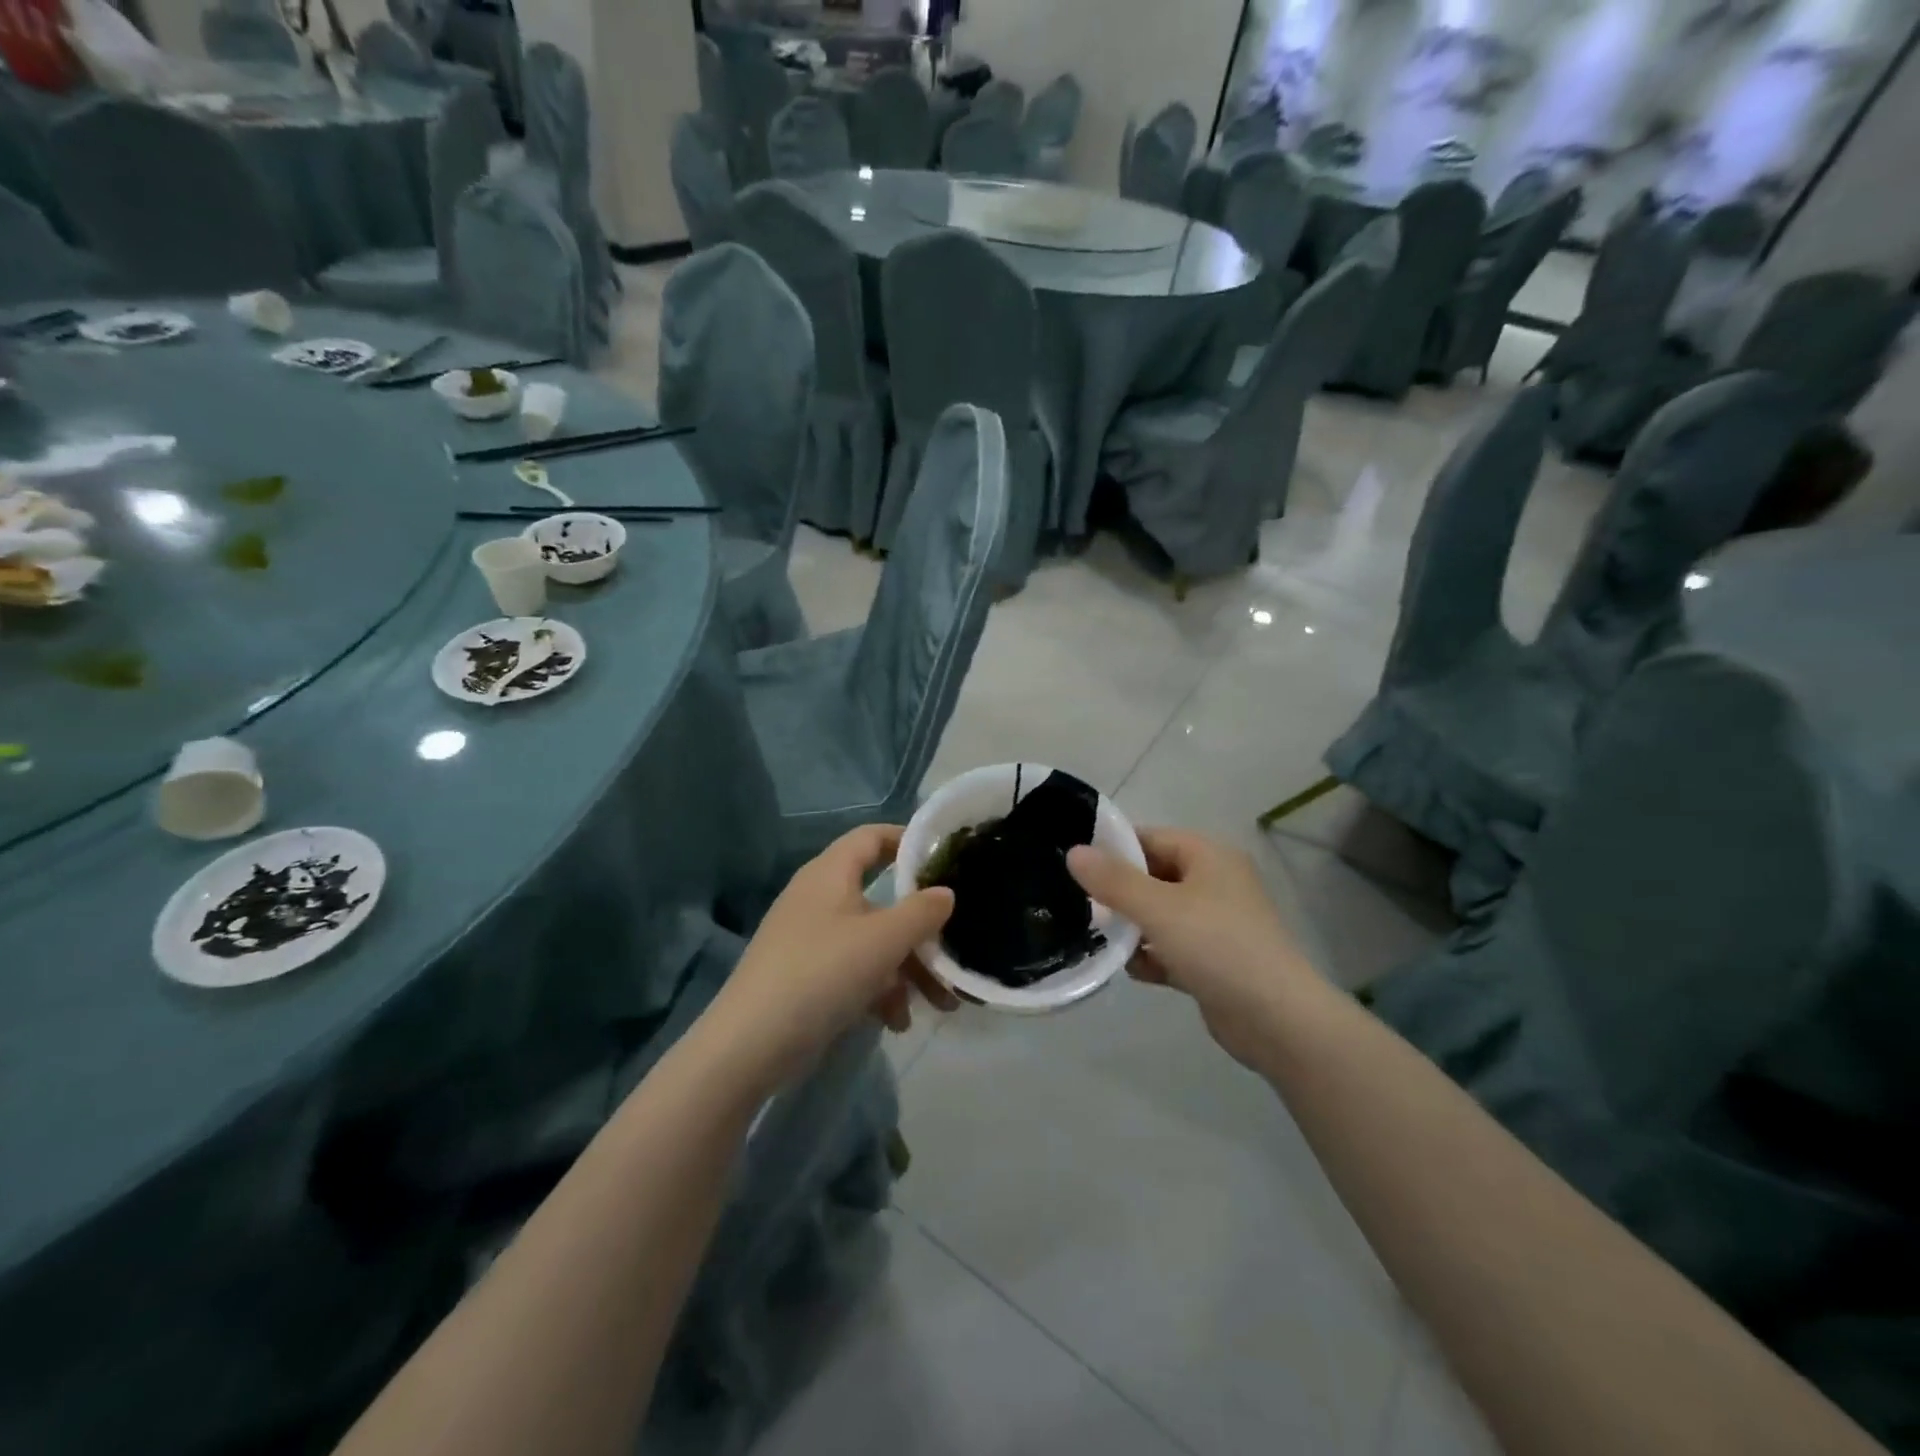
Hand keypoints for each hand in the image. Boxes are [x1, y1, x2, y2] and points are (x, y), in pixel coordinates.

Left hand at [701, 825, 958, 1093]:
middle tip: (953, 950)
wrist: (749, 1045)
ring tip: (940, 1004)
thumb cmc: (822, 973)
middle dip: (921, 930)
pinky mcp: (807, 977)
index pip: (872, 837)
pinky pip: (854, 971)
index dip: (908, 840)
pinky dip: (879, 991)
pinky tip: (897, 1023)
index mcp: (830, 873)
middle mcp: (820, 898)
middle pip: (881, 899)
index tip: (945, 858)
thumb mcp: (883, 940)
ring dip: (907, 969)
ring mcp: (811, 939)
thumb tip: (946, 893)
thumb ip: (922, 912)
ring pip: (873, 942)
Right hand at [1068, 830, 1317, 1068]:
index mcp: (1209, 856)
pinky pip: (1171, 948)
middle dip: (1118, 894)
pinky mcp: (1214, 961)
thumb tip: (1074, 852)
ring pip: (1160, 915)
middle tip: (1080, 907)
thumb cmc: (1216, 946)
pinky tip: (1131, 970)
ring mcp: (1216, 924)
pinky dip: (1152, 956)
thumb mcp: (1158, 908)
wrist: (1276, 1020)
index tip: (1074, 866)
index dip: (1113, 849)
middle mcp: (1214, 883)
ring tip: (1100, 940)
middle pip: (1153, 877)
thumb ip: (1113, 881)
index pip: (1150, 838)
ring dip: (1132, 929)